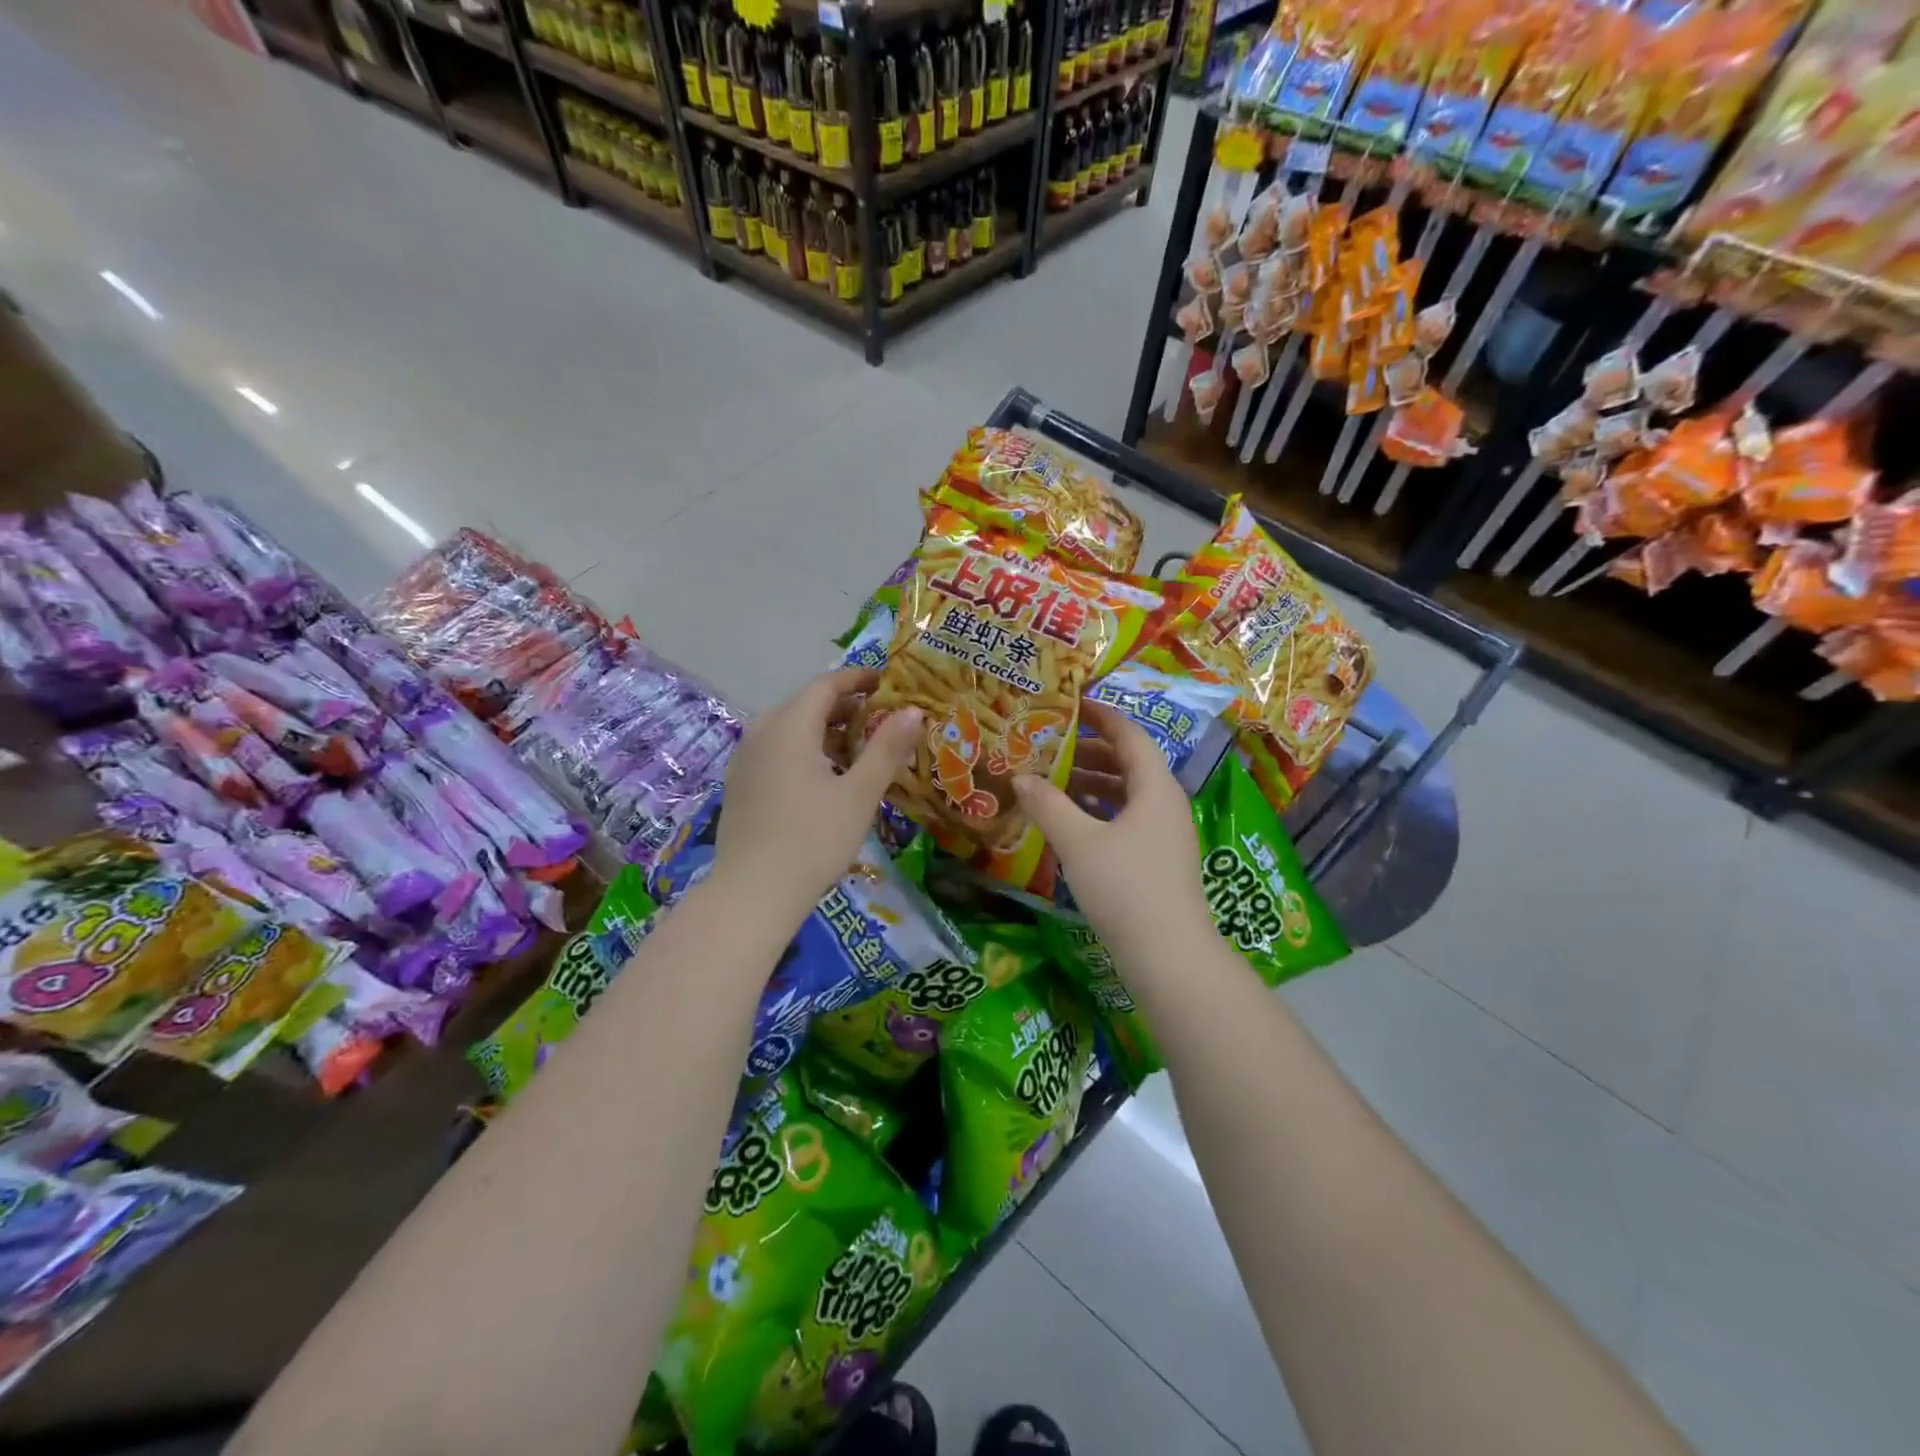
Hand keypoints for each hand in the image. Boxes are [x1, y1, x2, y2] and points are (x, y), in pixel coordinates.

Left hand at [714, 668, 921, 923]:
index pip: (826, 685)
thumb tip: (914, 711)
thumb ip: (887, 748)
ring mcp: (746, 759)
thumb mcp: (860, 793)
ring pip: (791, 730)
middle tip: (881, 719)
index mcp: (789, 725)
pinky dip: (806, 751)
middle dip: (845, 707)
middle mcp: (762, 732)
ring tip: (860, 751)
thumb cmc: (814, 839)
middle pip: (807, 705)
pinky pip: (777, 752)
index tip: (886, 682)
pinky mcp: (740, 785)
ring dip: (826, 731)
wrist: (753, 893)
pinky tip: (826, 779)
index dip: (858, 678)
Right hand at [1013, 700, 1213, 978]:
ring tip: (1053, 781)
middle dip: (1090, 751)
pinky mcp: (1158, 859)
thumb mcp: (1079, 842)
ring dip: (1093, 782)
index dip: (1101, 716)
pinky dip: (1100, 810)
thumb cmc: (1125, 888)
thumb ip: (1048, 805)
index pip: (1129, 735)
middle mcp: (1165, 803)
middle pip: (1129, 763)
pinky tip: (1072, 821)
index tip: (1071, 704)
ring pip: (1127, 793)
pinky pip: (1127, 818)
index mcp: (1155, 787)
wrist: (1169, 956)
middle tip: (1050, 746)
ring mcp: (1165, 833)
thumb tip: (1020, 777)